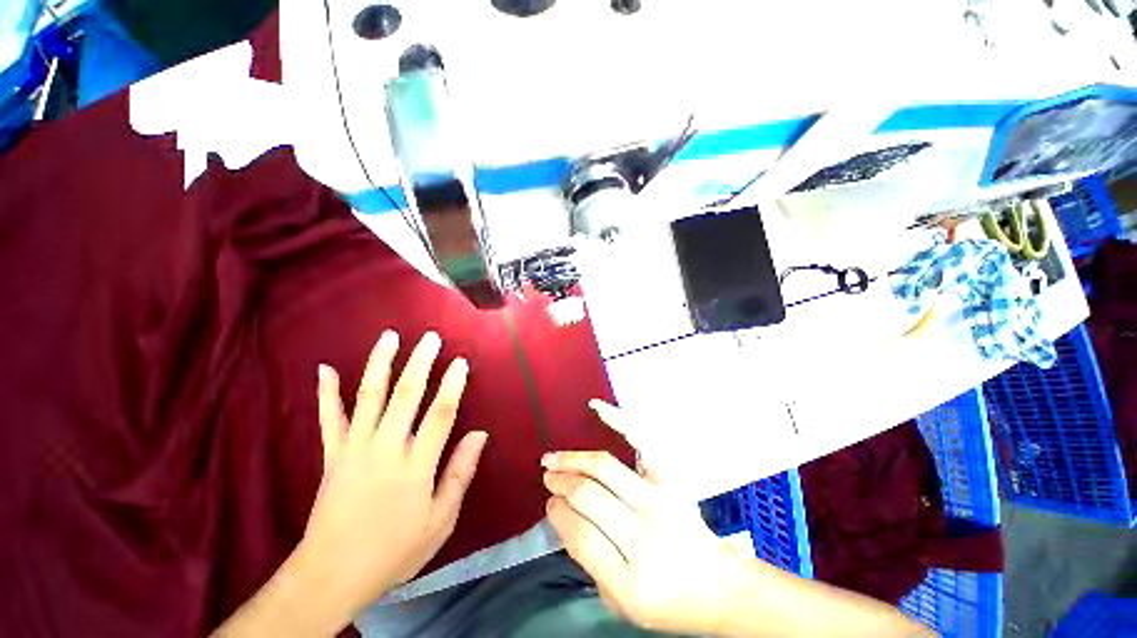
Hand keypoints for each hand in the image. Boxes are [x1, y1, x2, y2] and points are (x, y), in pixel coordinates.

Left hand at [299, 330, 487, 614]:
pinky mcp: (332, 455)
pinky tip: (326, 369)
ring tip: (390, 337)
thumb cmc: (394, 550)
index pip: (440, 414)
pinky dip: (326, 393)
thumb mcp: (439, 520)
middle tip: (431, 337)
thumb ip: (460, 473)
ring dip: (381, 363)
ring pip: (369, 396)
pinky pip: (329, 418)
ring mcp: (354, 448)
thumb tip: (479, 434)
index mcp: (415, 465)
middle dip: (421, 362)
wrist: (332, 574)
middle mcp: (385, 447)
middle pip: (406, 395)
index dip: (452, 385)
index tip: (461, 362)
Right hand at [543, 400, 744, 635]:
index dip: (558, 513)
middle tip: (548, 476)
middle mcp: (646, 538)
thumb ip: (589, 562)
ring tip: (555, 458)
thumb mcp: (620, 602)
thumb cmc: (666, 602)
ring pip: (605, 468)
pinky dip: (618, 421)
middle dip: (561, 482)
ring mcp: (661, 502)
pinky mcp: (671, 481)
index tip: (550, 503)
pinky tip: (596, 409)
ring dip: (573, 459)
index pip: (581, 535)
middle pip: (589, 496)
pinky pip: (641, 442)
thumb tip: (564, 513)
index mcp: (631, 583)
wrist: (718, 586)